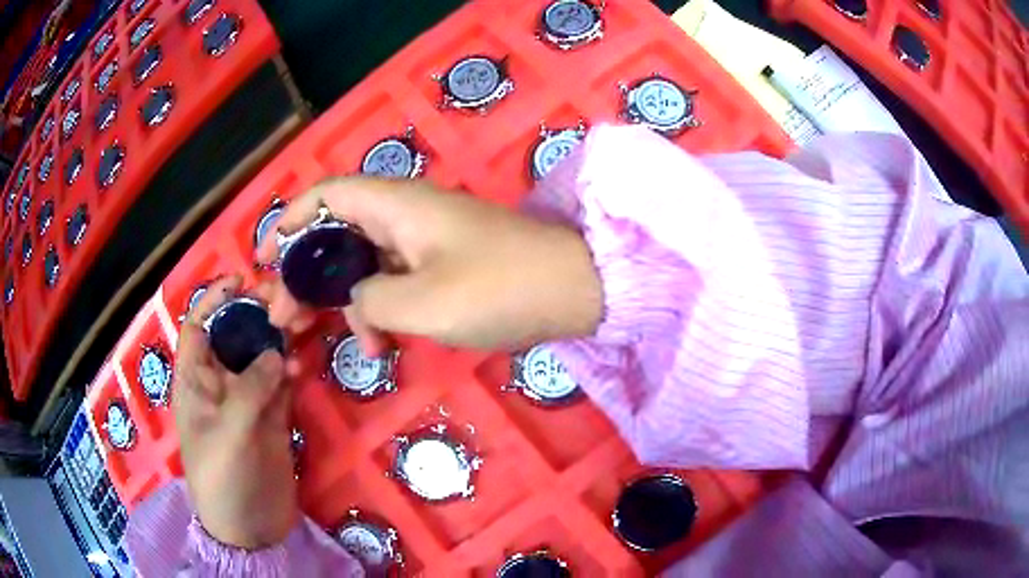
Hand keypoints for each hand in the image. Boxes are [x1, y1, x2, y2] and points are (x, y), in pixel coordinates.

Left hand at [174, 276, 297, 548]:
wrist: (250, 528)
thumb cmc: (223, 479)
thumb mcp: (230, 434)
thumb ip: (250, 390)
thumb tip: (277, 352)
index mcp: (195, 381)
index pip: (198, 327)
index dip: (214, 300)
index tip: (241, 280)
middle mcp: (219, 383)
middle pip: (235, 335)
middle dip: (255, 313)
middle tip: (285, 299)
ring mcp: (247, 400)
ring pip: (261, 356)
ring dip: (279, 338)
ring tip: (302, 322)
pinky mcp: (273, 418)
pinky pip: (282, 383)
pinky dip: (292, 369)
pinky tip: (303, 366)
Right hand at [256, 177, 603, 354]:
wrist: (574, 290)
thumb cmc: (500, 289)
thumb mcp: (422, 303)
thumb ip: (370, 301)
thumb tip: (354, 301)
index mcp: (395, 206)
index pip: (325, 196)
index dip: (288, 221)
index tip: (263, 258)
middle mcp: (405, 214)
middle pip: (337, 236)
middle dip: (307, 276)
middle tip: (285, 319)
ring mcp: (425, 240)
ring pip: (364, 264)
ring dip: (346, 302)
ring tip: (346, 346)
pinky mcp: (443, 265)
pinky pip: (395, 281)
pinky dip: (381, 310)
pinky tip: (382, 345)